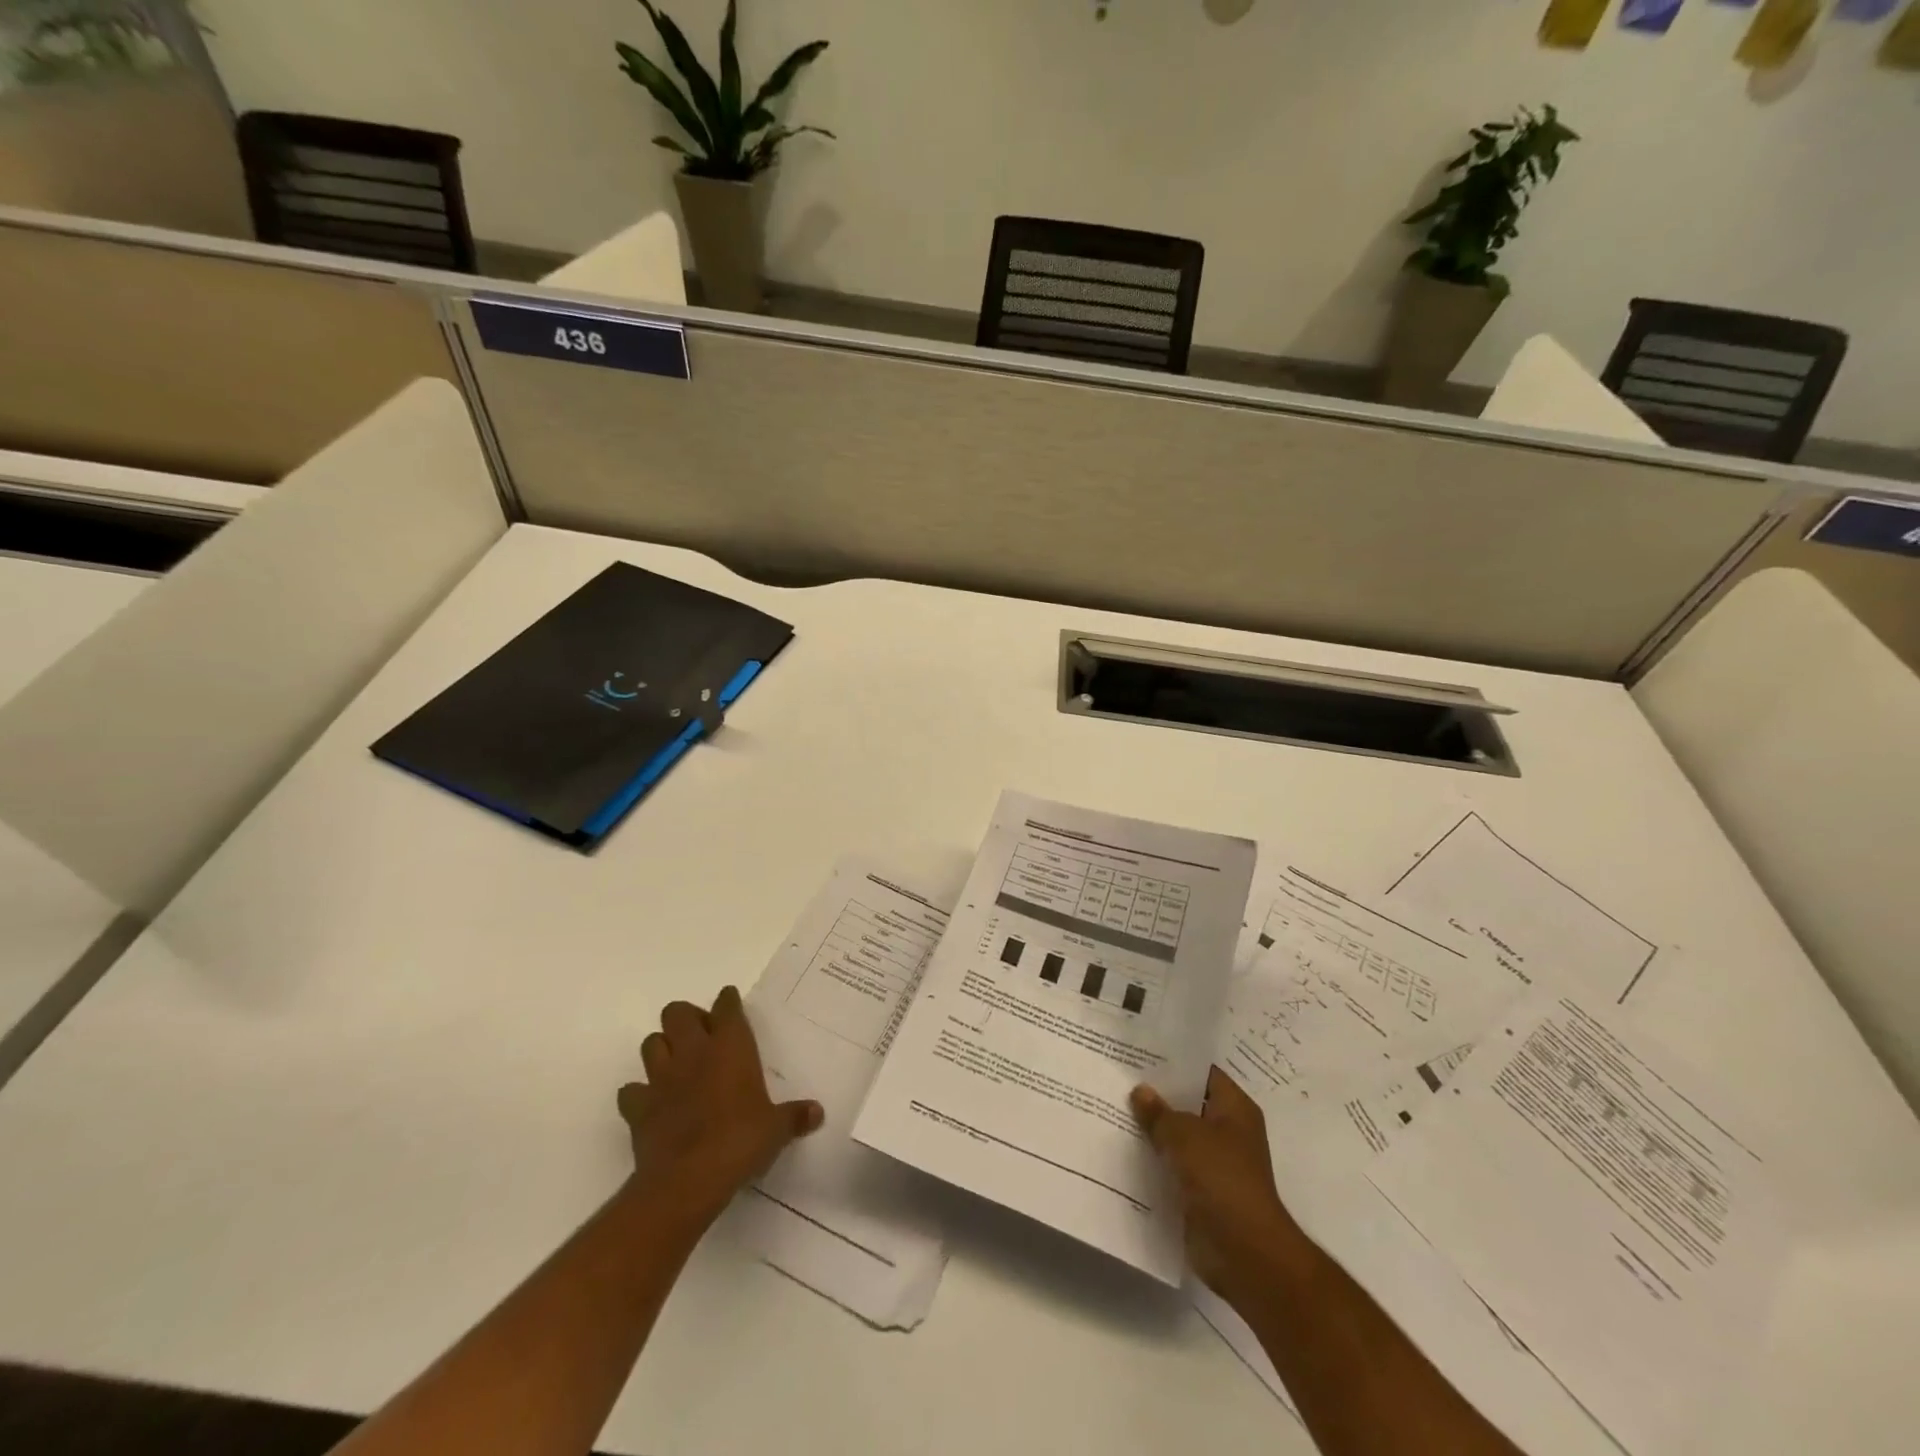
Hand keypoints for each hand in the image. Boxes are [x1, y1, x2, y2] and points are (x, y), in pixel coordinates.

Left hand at [617, 985, 822, 1228]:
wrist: (687, 1181)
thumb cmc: (740, 1142)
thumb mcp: (775, 1129)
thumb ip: (794, 1116)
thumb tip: (817, 1112)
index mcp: (730, 1047)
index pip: (726, 1007)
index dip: (728, 1002)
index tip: (731, 1003)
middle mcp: (693, 1052)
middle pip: (677, 1012)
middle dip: (687, 1018)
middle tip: (702, 1036)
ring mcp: (661, 1078)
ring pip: (651, 1043)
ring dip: (662, 1048)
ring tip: (676, 1064)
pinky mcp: (638, 1108)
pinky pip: (631, 1090)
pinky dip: (639, 1093)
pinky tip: (652, 1103)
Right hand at [1132, 1067, 1303, 1300]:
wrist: (1244, 1252)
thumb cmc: (1221, 1179)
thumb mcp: (1184, 1135)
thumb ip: (1159, 1112)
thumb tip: (1140, 1091)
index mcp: (1235, 1109)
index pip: (1203, 1073)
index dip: (1174, 1062)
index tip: (1141, 1052)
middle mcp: (1228, 1132)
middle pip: (1189, 1105)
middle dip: (1158, 1096)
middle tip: (1119, 1078)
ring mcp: (1216, 1164)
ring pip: (1178, 1138)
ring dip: (1153, 1131)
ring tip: (1114, 1109)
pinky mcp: (1202, 1193)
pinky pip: (1173, 1168)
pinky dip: (1154, 1162)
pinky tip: (1122, 1150)